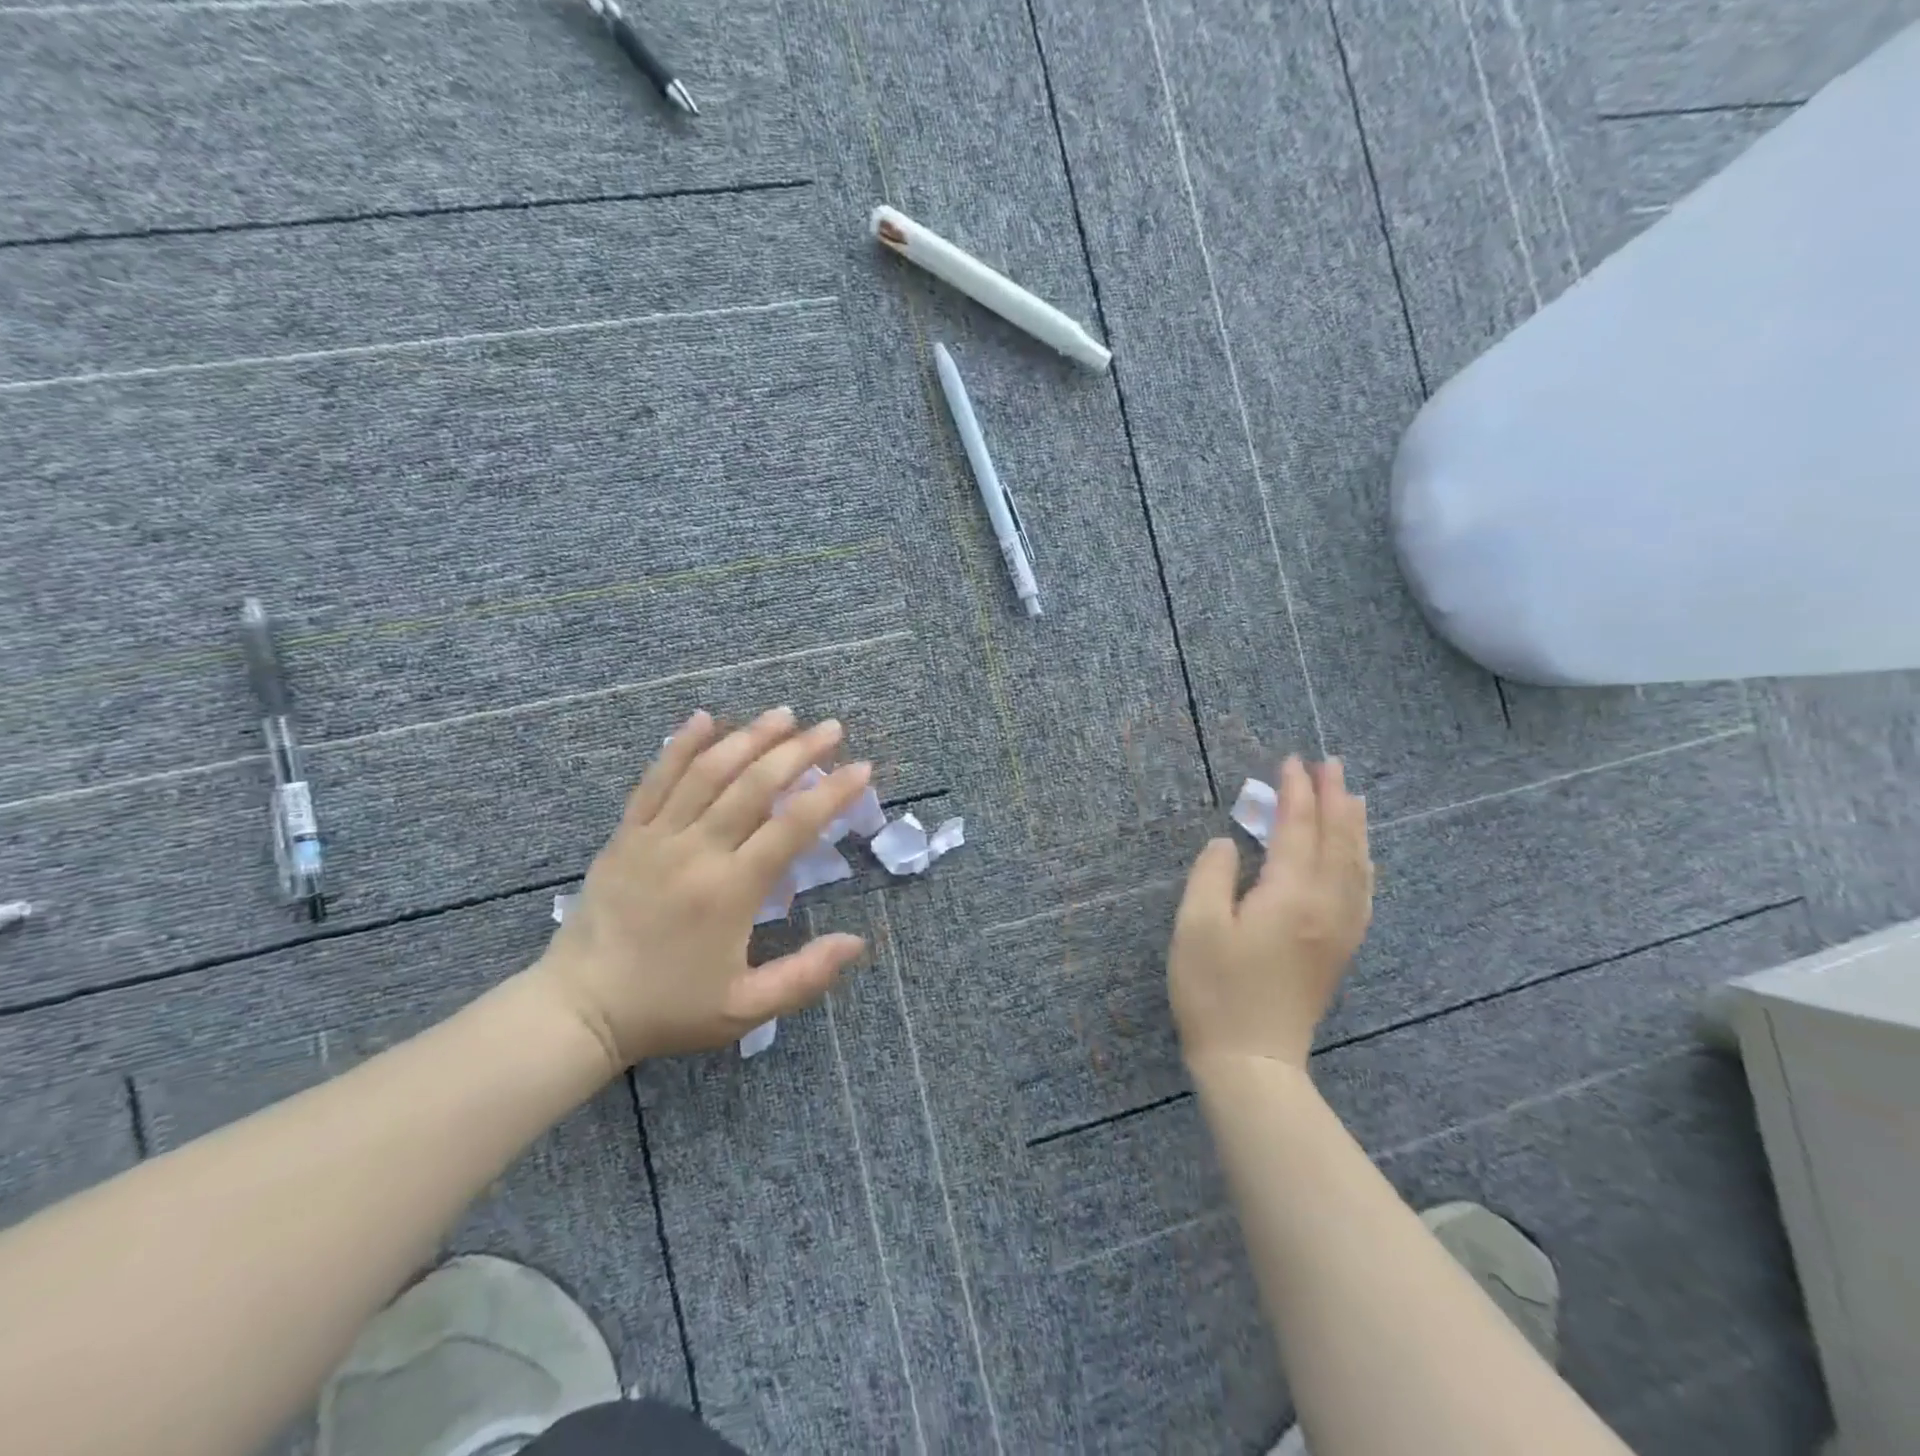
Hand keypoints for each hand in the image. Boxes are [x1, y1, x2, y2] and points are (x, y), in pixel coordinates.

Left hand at [529, 707, 870, 1071]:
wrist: (577, 1010)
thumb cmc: (668, 1009)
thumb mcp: (746, 1009)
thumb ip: (806, 975)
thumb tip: (858, 942)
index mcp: (731, 890)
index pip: (793, 826)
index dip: (832, 792)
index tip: (862, 768)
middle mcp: (696, 851)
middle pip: (754, 785)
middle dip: (798, 751)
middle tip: (831, 728)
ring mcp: (655, 837)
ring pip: (708, 771)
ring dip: (749, 737)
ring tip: (782, 715)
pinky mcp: (626, 834)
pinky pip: (655, 779)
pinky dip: (680, 745)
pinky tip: (703, 718)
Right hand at [1168, 755, 1373, 1070]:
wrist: (1251, 1060)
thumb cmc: (1214, 990)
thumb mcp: (1197, 926)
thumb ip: (1212, 874)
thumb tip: (1227, 844)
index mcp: (1291, 895)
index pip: (1299, 828)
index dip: (1296, 792)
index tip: (1291, 761)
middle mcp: (1327, 906)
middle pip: (1338, 840)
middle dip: (1334, 798)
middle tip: (1330, 764)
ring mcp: (1339, 930)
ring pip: (1357, 865)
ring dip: (1354, 825)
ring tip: (1351, 797)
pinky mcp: (1338, 949)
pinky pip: (1361, 892)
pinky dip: (1362, 862)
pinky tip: (1359, 858)